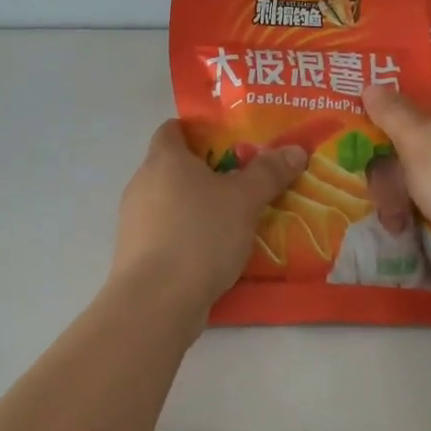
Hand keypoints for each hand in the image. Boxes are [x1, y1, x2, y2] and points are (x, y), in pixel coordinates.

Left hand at [111, 121, 307, 313]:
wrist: (157, 300)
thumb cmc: (200, 234)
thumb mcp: (244, 199)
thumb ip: (269, 172)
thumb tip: (295, 149)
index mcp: (163, 159)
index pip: (173, 129)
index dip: (199, 130)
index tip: (229, 142)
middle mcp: (142, 183)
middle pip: (175, 167)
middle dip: (208, 173)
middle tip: (244, 182)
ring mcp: (135, 221)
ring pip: (172, 203)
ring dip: (200, 207)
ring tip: (236, 220)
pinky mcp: (137, 254)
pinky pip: (168, 233)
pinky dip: (190, 235)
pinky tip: (216, 252)